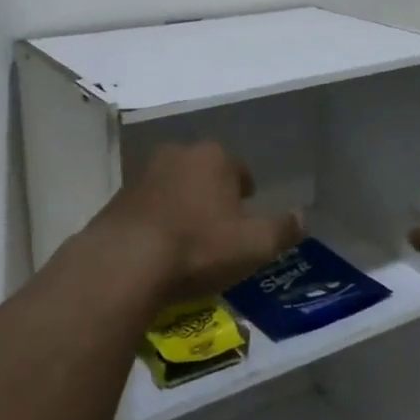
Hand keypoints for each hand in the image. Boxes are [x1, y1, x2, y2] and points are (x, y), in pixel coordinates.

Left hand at [90, 142, 303, 304]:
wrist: (123, 264)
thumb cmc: (199, 247)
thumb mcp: (255, 245)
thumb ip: (283, 229)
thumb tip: (303, 218)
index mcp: (214, 158)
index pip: (240, 170)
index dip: (247, 195)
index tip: (246, 219)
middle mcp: (178, 155)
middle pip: (204, 174)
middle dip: (213, 196)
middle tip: (219, 230)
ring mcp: (142, 176)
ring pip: (174, 189)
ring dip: (182, 208)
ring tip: (188, 243)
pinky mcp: (116, 201)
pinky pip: (147, 209)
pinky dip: (156, 224)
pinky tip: (158, 252)